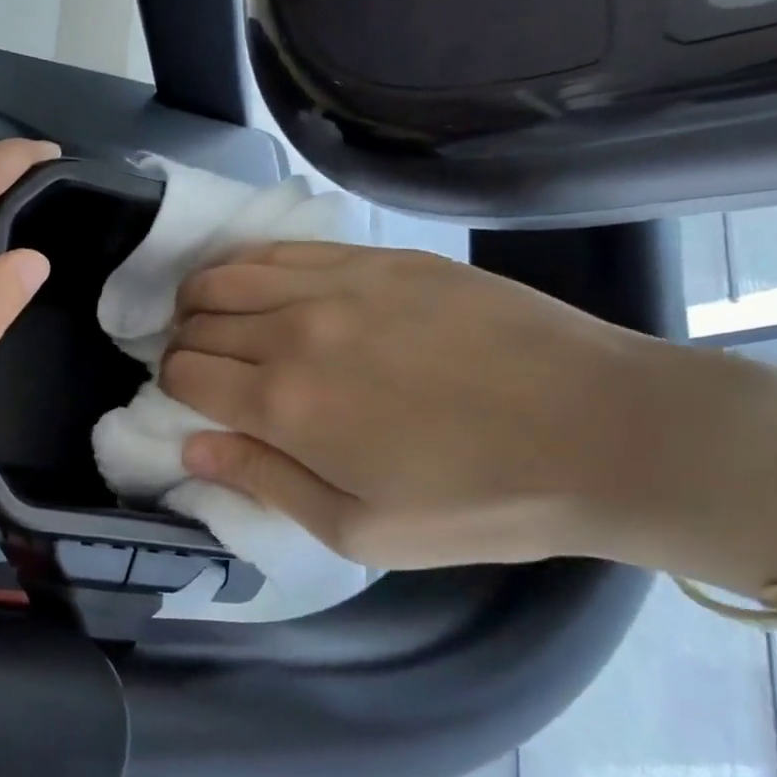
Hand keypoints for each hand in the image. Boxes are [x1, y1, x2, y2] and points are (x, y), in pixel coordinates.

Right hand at [162, 242, 735, 570]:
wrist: (603, 430)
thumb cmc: (478, 500)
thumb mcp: (360, 529)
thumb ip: (263, 482)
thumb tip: (190, 449)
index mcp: (284, 404)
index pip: (184, 374)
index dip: (173, 387)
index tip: (190, 402)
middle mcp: (294, 330)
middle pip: (198, 319)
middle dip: (183, 344)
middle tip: (206, 368)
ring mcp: (339, 282)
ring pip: (230, 271)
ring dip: (205, 297)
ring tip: (220, 320)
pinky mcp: (381, 257)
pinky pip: (287, 247)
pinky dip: (253, 265)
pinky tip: (265, 285)